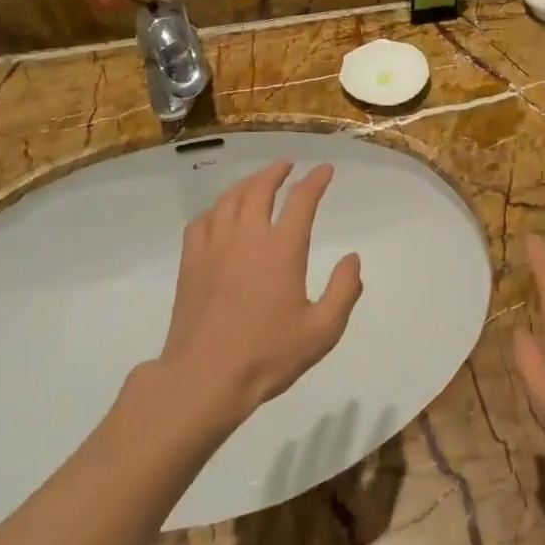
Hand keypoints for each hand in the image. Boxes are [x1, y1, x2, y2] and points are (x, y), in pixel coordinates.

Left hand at [157, 160, 362, 423]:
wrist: (204, 377)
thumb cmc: (268, 355)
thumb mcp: (322, 330)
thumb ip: (344, 291)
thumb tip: (352, 259)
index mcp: (282, 249)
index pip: (301, 200)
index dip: (315, 180)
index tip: (325, 170)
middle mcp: (247, 237)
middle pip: (259, 189)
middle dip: (276, 172)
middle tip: (287, 166)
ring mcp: (214, 247)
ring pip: (229, 199)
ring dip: (247, 184)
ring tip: (257, 182)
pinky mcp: (191, 263)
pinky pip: (202, 221)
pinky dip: (217, 208)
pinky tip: (220, 215)